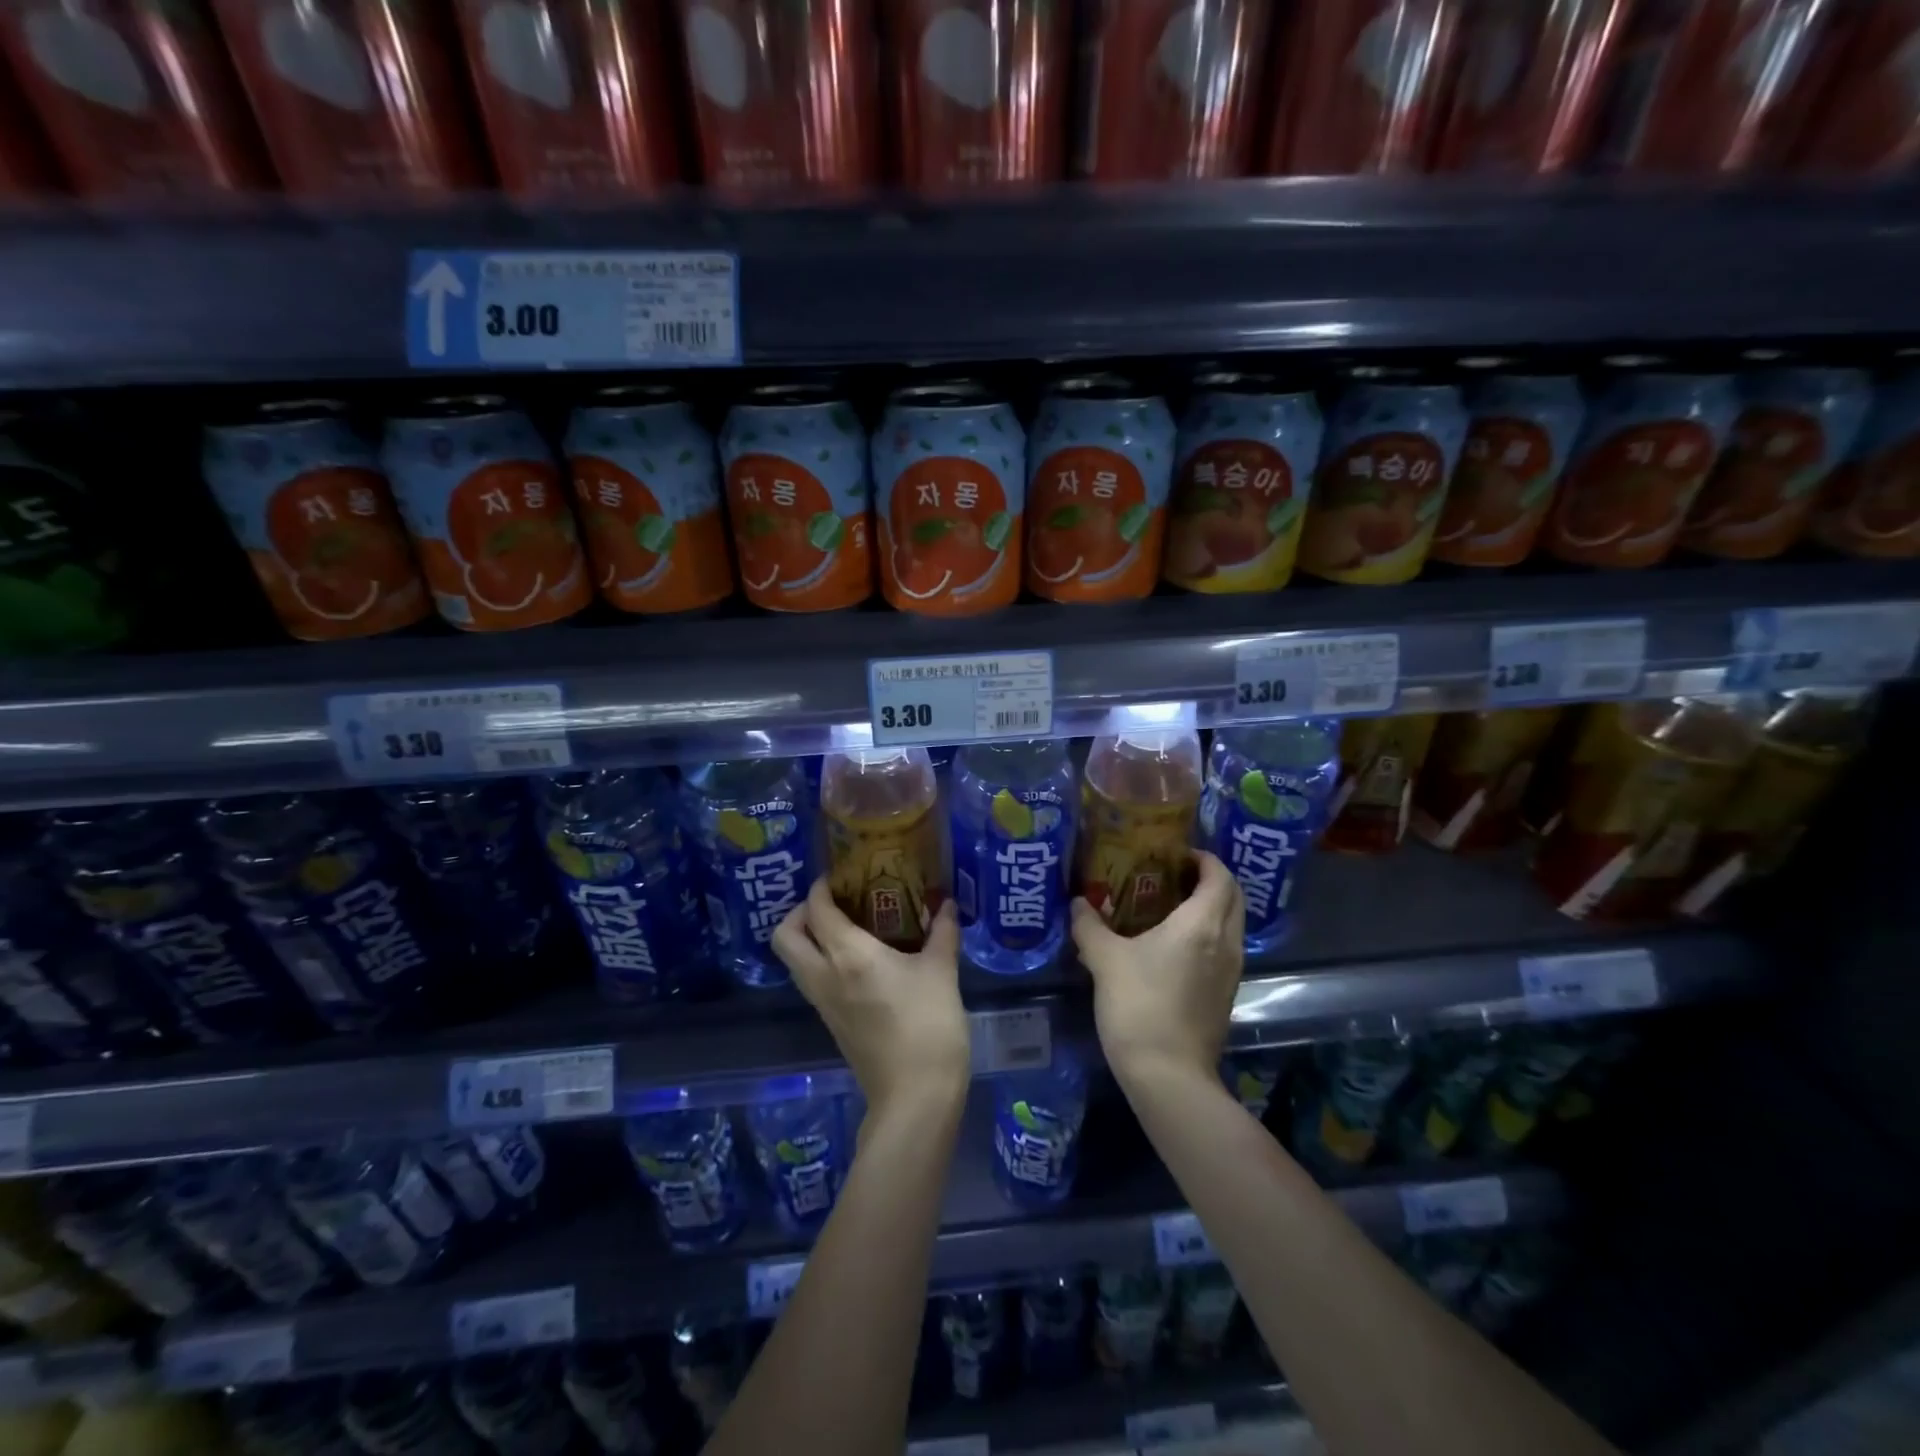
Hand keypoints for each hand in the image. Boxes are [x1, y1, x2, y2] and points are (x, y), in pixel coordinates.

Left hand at [773, 877, 970, 1119]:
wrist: (915, 1095)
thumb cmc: (929, 1025)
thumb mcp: (942, 971)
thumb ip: (943, 932)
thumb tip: (947, 904)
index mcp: (848, 954)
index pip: (817, 909)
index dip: (822, 886)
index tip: (841, 874)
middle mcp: (824, 975)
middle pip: (785, 936)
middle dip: (800, 913)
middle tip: (833, 903)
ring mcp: (822, 1003)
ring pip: (794, 961)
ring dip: (808, 938)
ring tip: (847, 927)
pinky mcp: (831, 1022)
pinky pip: (811, 980)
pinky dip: (821, 961)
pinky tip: (858, 960)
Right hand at [1072, 850, 1244, 1087]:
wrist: (1168, 1074)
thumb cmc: (1138, 1005)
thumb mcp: (1104, 959)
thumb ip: (1089, 925)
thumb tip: (1078, 903)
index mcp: (1202, 924)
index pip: (1220, 875)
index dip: (1203, 858)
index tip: (1175, 854)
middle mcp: (1226, 942)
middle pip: (1233, 897)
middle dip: (1209, 879)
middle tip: (1173, 874)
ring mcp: (1231, 971)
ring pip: (1231, 924)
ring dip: (1210, 908)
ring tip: (1169, 906)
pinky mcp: (1225, 994)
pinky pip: (1224, 948)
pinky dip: (1207, 934)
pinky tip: (1172, 945)